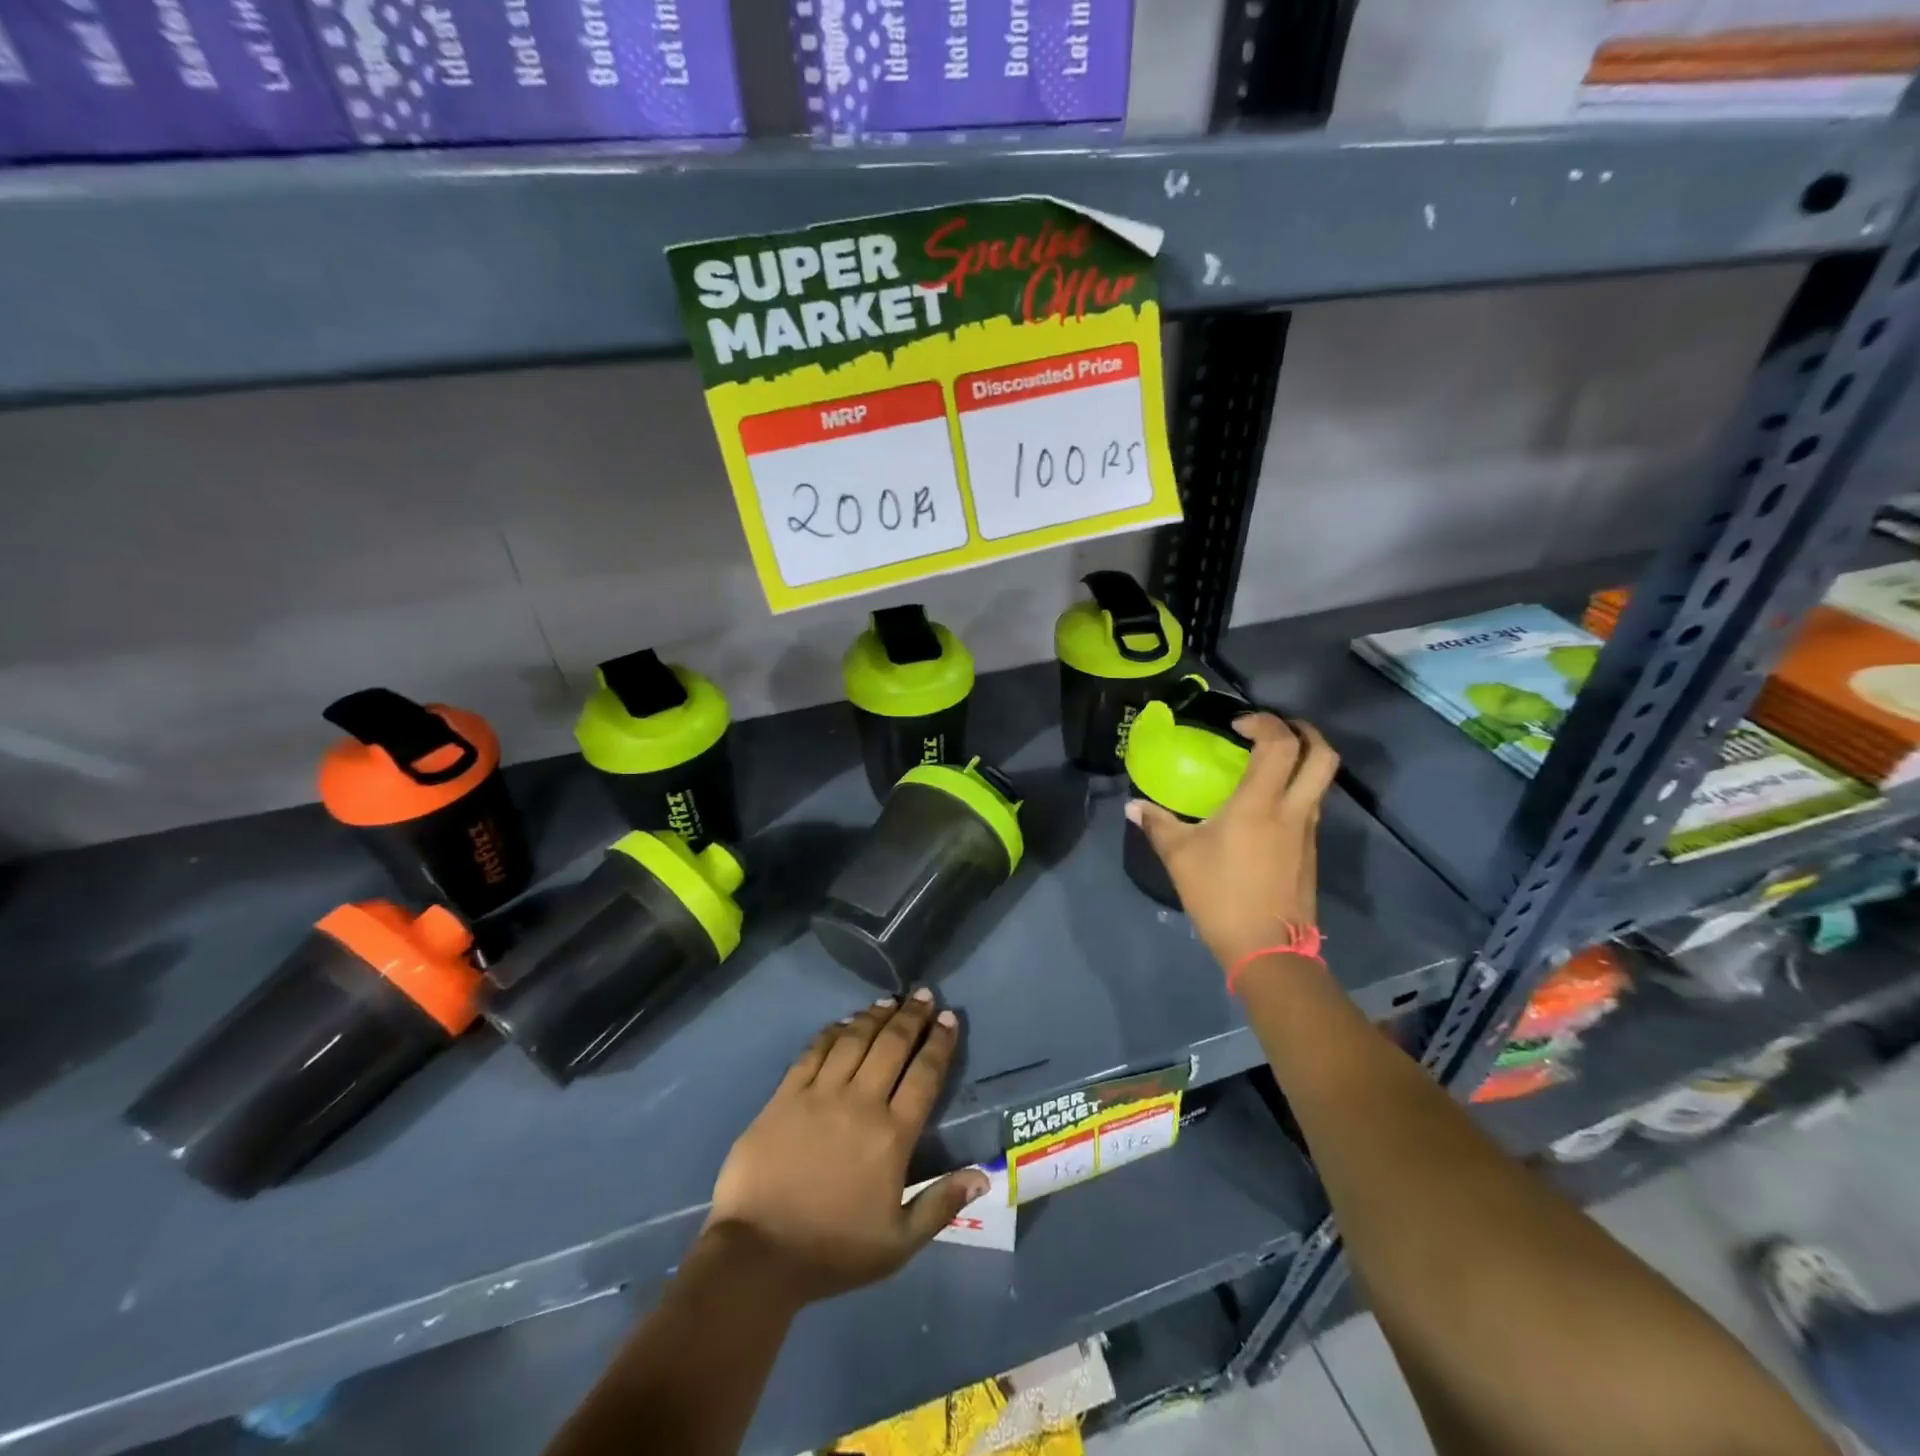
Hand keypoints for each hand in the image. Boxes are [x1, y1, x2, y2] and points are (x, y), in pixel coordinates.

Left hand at [702, 989, 989, 1306]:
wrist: (757, 1256)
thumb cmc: (832, 1252)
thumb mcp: (898, 1244)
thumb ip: (941, 1205)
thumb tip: (982, 1177)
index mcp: (892, 1136)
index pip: (924, 1075)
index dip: (939, 1042)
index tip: (949, 1018)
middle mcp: (860, 1103)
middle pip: (891, 1045)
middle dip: (911, 1016)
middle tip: (923, 994)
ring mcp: (819, 1095)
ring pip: (855, 1040)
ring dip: (875, 1015)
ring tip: (889, 1000)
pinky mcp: (785, 1095)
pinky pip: (814, 1051)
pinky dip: (833, 1031)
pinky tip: (845, 1022)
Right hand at [1127, 713, 1338, 969]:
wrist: (1266, 949)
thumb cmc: (1220, 895)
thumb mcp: (1180, 857)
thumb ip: (1157, 824)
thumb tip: (1133, 806)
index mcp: (1260, 803)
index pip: (1280, 744)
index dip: (1265, 722)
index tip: (1238, 725)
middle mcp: (1292, 809)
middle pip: (1322, 755)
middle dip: (1304, 731)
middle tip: (1275, 729)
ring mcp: (1307, 831)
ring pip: (1321, 781)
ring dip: (1302, 761)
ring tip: (1268, 764)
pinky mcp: (1310, 851)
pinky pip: (1311, 805)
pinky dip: (1297, 790)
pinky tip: (1266, 806)